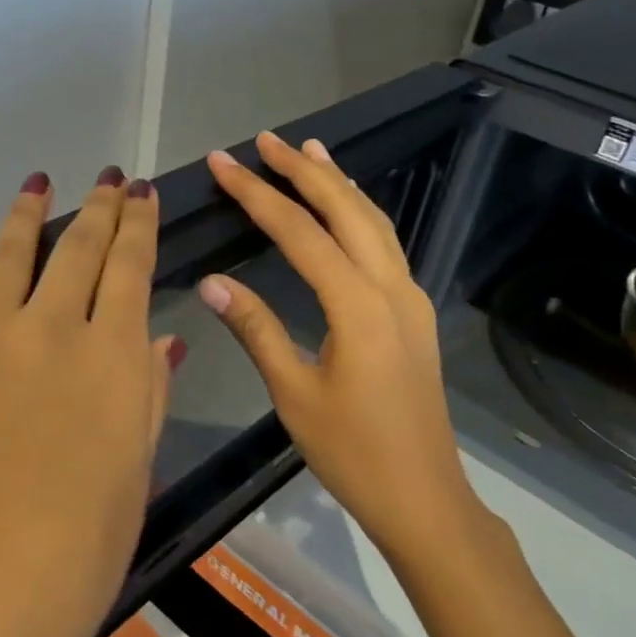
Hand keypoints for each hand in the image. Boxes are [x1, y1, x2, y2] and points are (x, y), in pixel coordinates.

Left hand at [0, 168, 177, 636]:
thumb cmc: (78, 551)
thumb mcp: (135, 473)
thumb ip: (147, 397)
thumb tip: (162, 341)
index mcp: (113, 357)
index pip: (131, 269)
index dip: (139, 226)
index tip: (140, 194)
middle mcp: (53, 326)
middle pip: (80, 248)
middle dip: (99, 207)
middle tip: (106, 178)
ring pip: (13, 251)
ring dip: (30, 212)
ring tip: (39, 182)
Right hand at [199, 133, 480, 560]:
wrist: (423, 496)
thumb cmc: (353, 452)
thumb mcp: (294, 393)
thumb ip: (255, 329)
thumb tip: (212, 282)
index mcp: (356, 306)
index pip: (299, 232)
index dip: (257, 194)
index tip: (223, 163)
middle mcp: (390, 288)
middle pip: (346, 211)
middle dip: (303, 171)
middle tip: (265, 140)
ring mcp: (409, 298)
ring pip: (374, 222)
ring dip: (339, 184)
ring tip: (308, 152)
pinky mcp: (414, 313)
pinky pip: (386, 245)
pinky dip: (360, 214)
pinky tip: (344, 210)